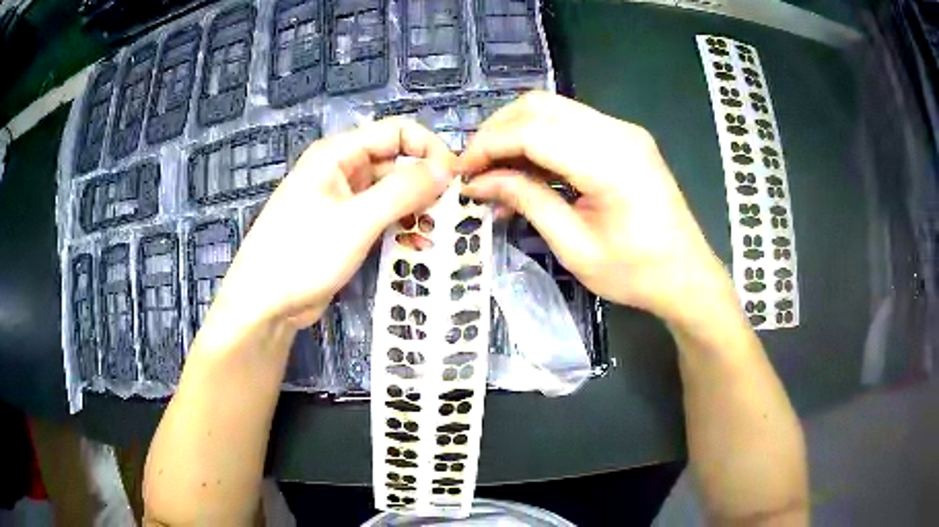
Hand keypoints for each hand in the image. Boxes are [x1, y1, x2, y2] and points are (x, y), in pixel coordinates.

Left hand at [211, 118, 455, 331]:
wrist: (265, 303)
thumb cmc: (303, 255)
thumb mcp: (357, 221)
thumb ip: (403, 190)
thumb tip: (446, 168)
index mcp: (339, 154)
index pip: (397, 132)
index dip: (429, 149)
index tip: (454, 179)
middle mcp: (342, 170)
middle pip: (396, 162)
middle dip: (425, 184)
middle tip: (452, 212)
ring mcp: (343, 200)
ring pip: (391, 192)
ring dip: (416, 209)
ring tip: (437, 234)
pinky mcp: (345, 227)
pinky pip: (381, 217)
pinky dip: (401, 227)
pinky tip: (417, 247)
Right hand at [457, 92, 730, 321]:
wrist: (687, 275)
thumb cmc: (635, 273)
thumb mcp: (574, 247)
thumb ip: (527, 201)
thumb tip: (480, 182)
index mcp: (609, 162)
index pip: (532, 130)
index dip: (488, 145)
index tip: (463, 172)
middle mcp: (617, 132)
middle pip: (539, 105)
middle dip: (497, 131)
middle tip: (475, 167)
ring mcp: (624, 130)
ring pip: (553, 108)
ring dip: (516, 131)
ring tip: (495, 168)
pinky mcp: (625, 137)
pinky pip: (571, 122)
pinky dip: (541, 136)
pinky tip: (527, 165)